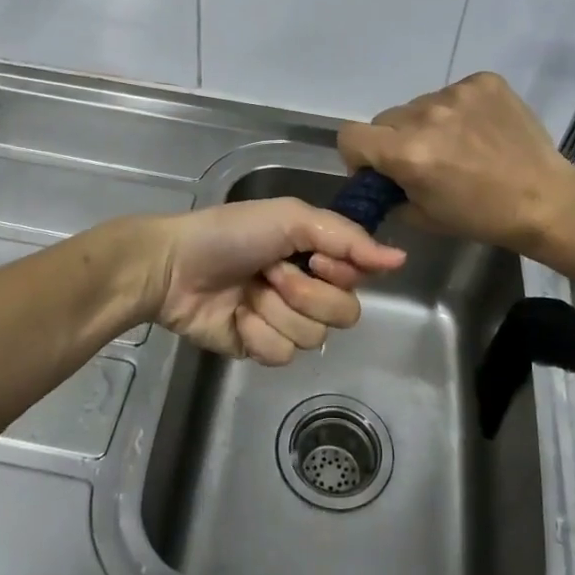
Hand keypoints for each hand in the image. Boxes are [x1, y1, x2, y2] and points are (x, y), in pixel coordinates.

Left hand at [146, 198, 405, 365]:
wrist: (174, 266)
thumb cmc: (232, 233)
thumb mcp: (291, 219)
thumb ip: (347, 238)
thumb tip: (401, 259)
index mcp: (317, 255)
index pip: (360, 277)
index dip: (340, 273)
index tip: (313, 258)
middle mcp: (308, 289)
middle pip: (343, 314)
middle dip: (304, 293)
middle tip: (270, 274)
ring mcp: (284, 322)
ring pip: (312, 338)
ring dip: (276, 311)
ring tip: (248, 292)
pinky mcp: (260, 349)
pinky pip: (281, 356)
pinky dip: (257, 334)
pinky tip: (236, 317)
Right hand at [336, 72, 574, 255]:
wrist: (546, 200)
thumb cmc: (483, 217)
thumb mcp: (424, 216)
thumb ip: (390, 192)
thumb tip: (380, 178)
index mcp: (407, 152)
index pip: (350, 135)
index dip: (357, 154)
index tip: (377, 169)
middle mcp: (426, 115)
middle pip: (386, 119)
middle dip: (395, 140)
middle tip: (423, 160)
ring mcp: (457, 93)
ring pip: (419, 105)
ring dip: (428, 124)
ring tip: (460, 145)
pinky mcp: (483, 81)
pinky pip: (453, 92)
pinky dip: (459, 110)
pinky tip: (480, 130)